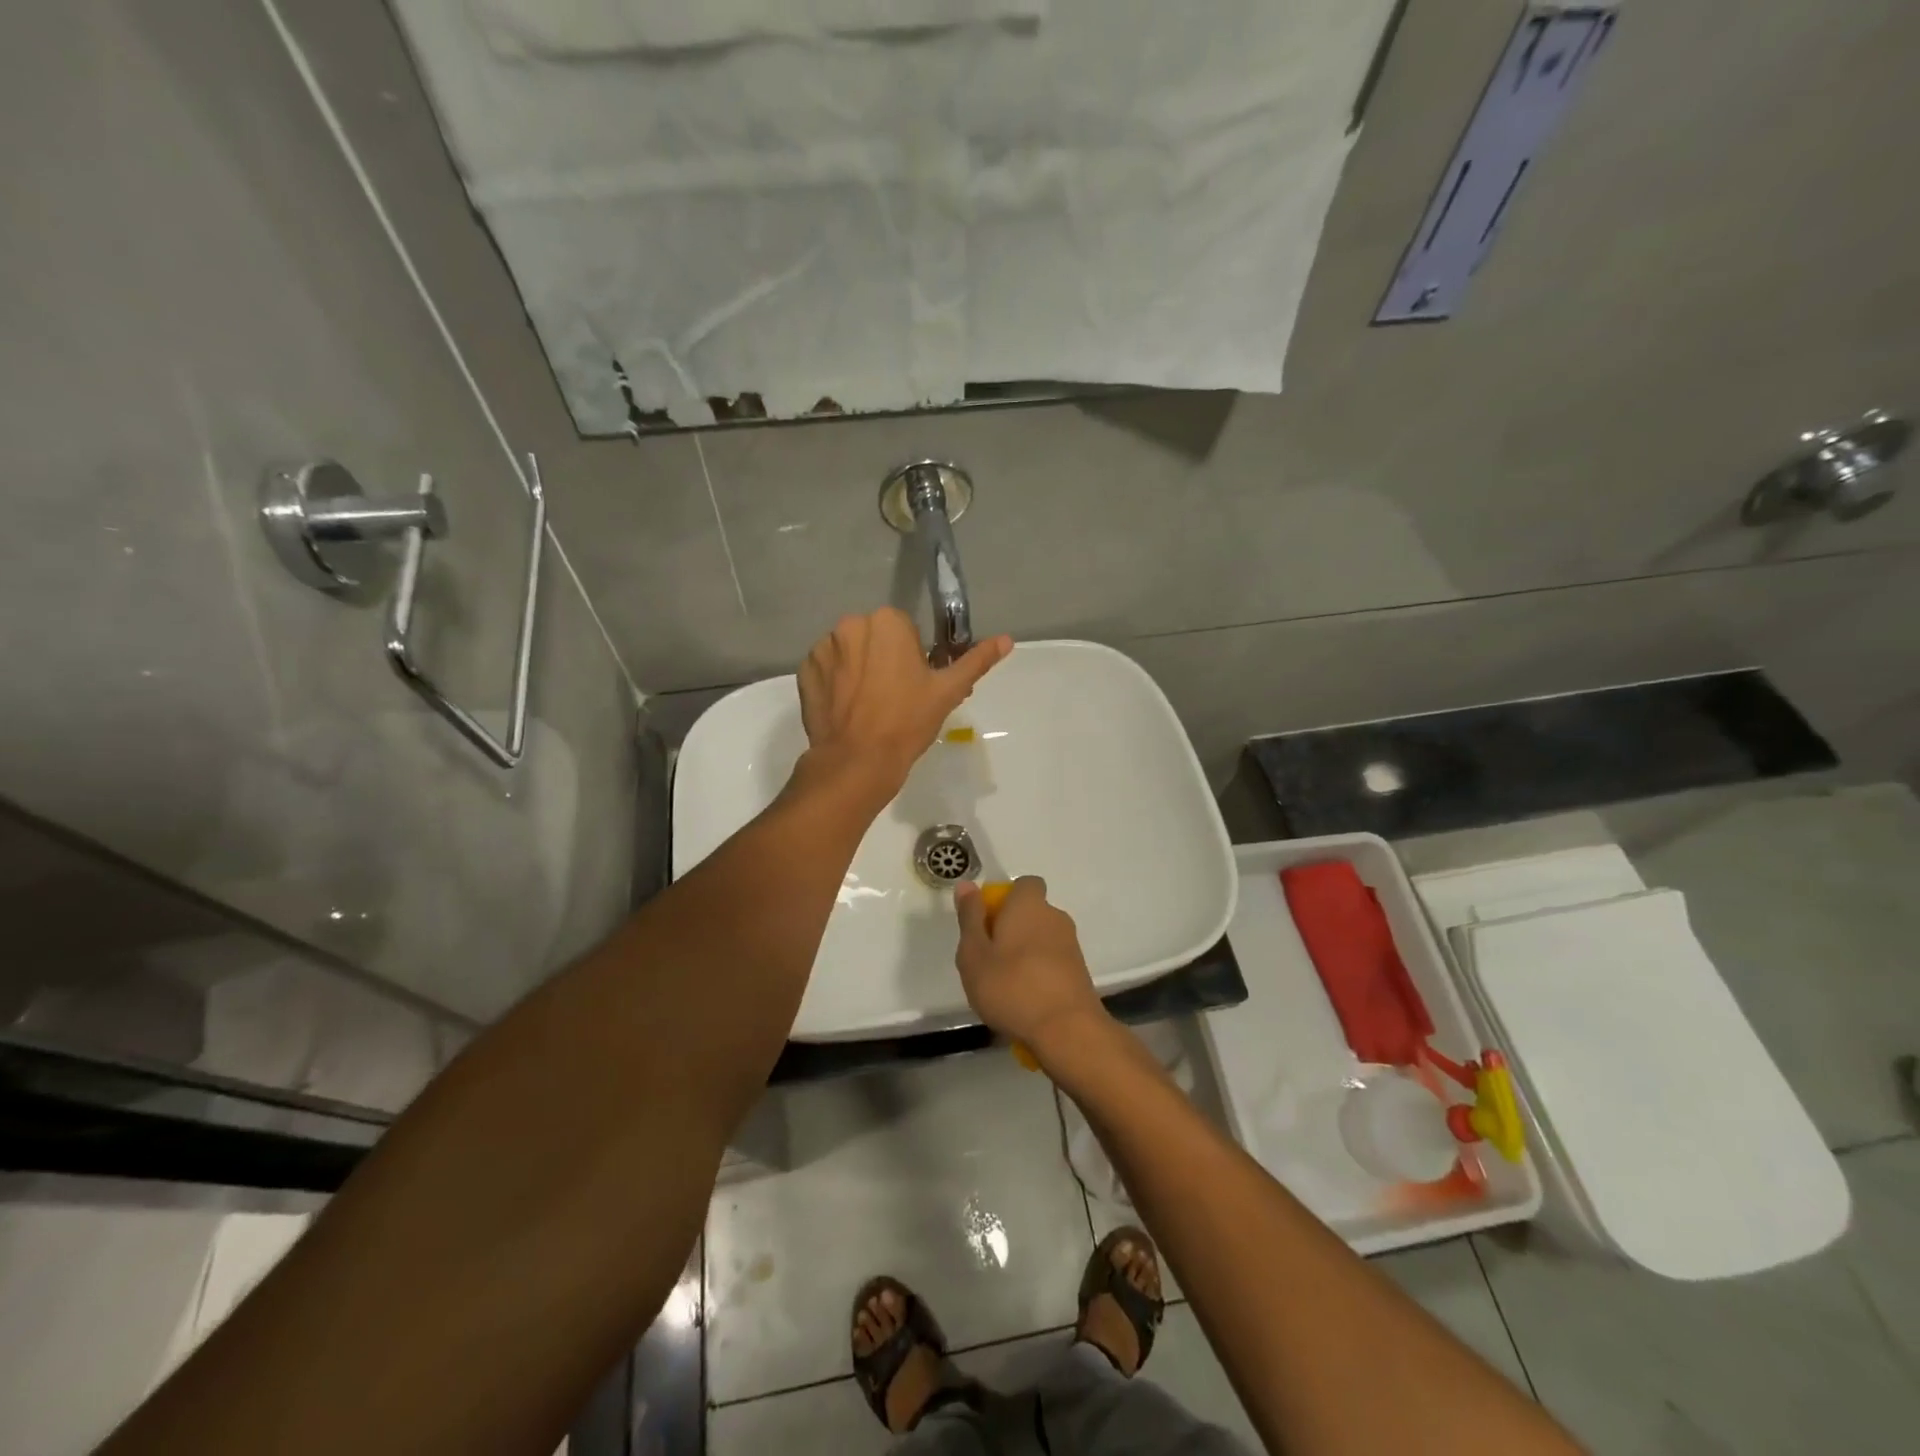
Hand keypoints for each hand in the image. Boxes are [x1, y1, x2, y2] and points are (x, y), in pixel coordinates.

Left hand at [796, 608, 1011, 797]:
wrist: (858, 760)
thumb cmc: (907, 722)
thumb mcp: (948, 691)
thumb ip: (976, 660)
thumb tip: (1007, 639)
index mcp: (887, 622)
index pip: (904, 630)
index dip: (912, 657)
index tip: (914, 685)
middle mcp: (851, 625)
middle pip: (874, 637)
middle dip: (883, 658)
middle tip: (893, 697)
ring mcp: (823, 648)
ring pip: (849, 651)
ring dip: (858, 668)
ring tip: (867, 705)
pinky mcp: (804, 671)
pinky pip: (826, 668)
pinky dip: (835, 682)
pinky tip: (846, 708)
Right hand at [954, 877, 1108, 1060]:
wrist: (1067, 1030)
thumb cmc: (1011, 987)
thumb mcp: (974, 954)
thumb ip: (970, 918)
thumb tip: (967, 885)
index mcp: (1029, 905)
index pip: (1024, 884)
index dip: (1004, 899)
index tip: (986, 924)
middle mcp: (1054, 917)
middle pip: (1030, 912)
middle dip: (1011, 929)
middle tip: (988, 959)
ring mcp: (1071, 945)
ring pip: (1041, 939)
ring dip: (1024, 953)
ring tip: (1004, 985)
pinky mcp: (1080, 972)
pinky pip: (1052, 962)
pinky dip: (1039, 973)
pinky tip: (1025, 1000)